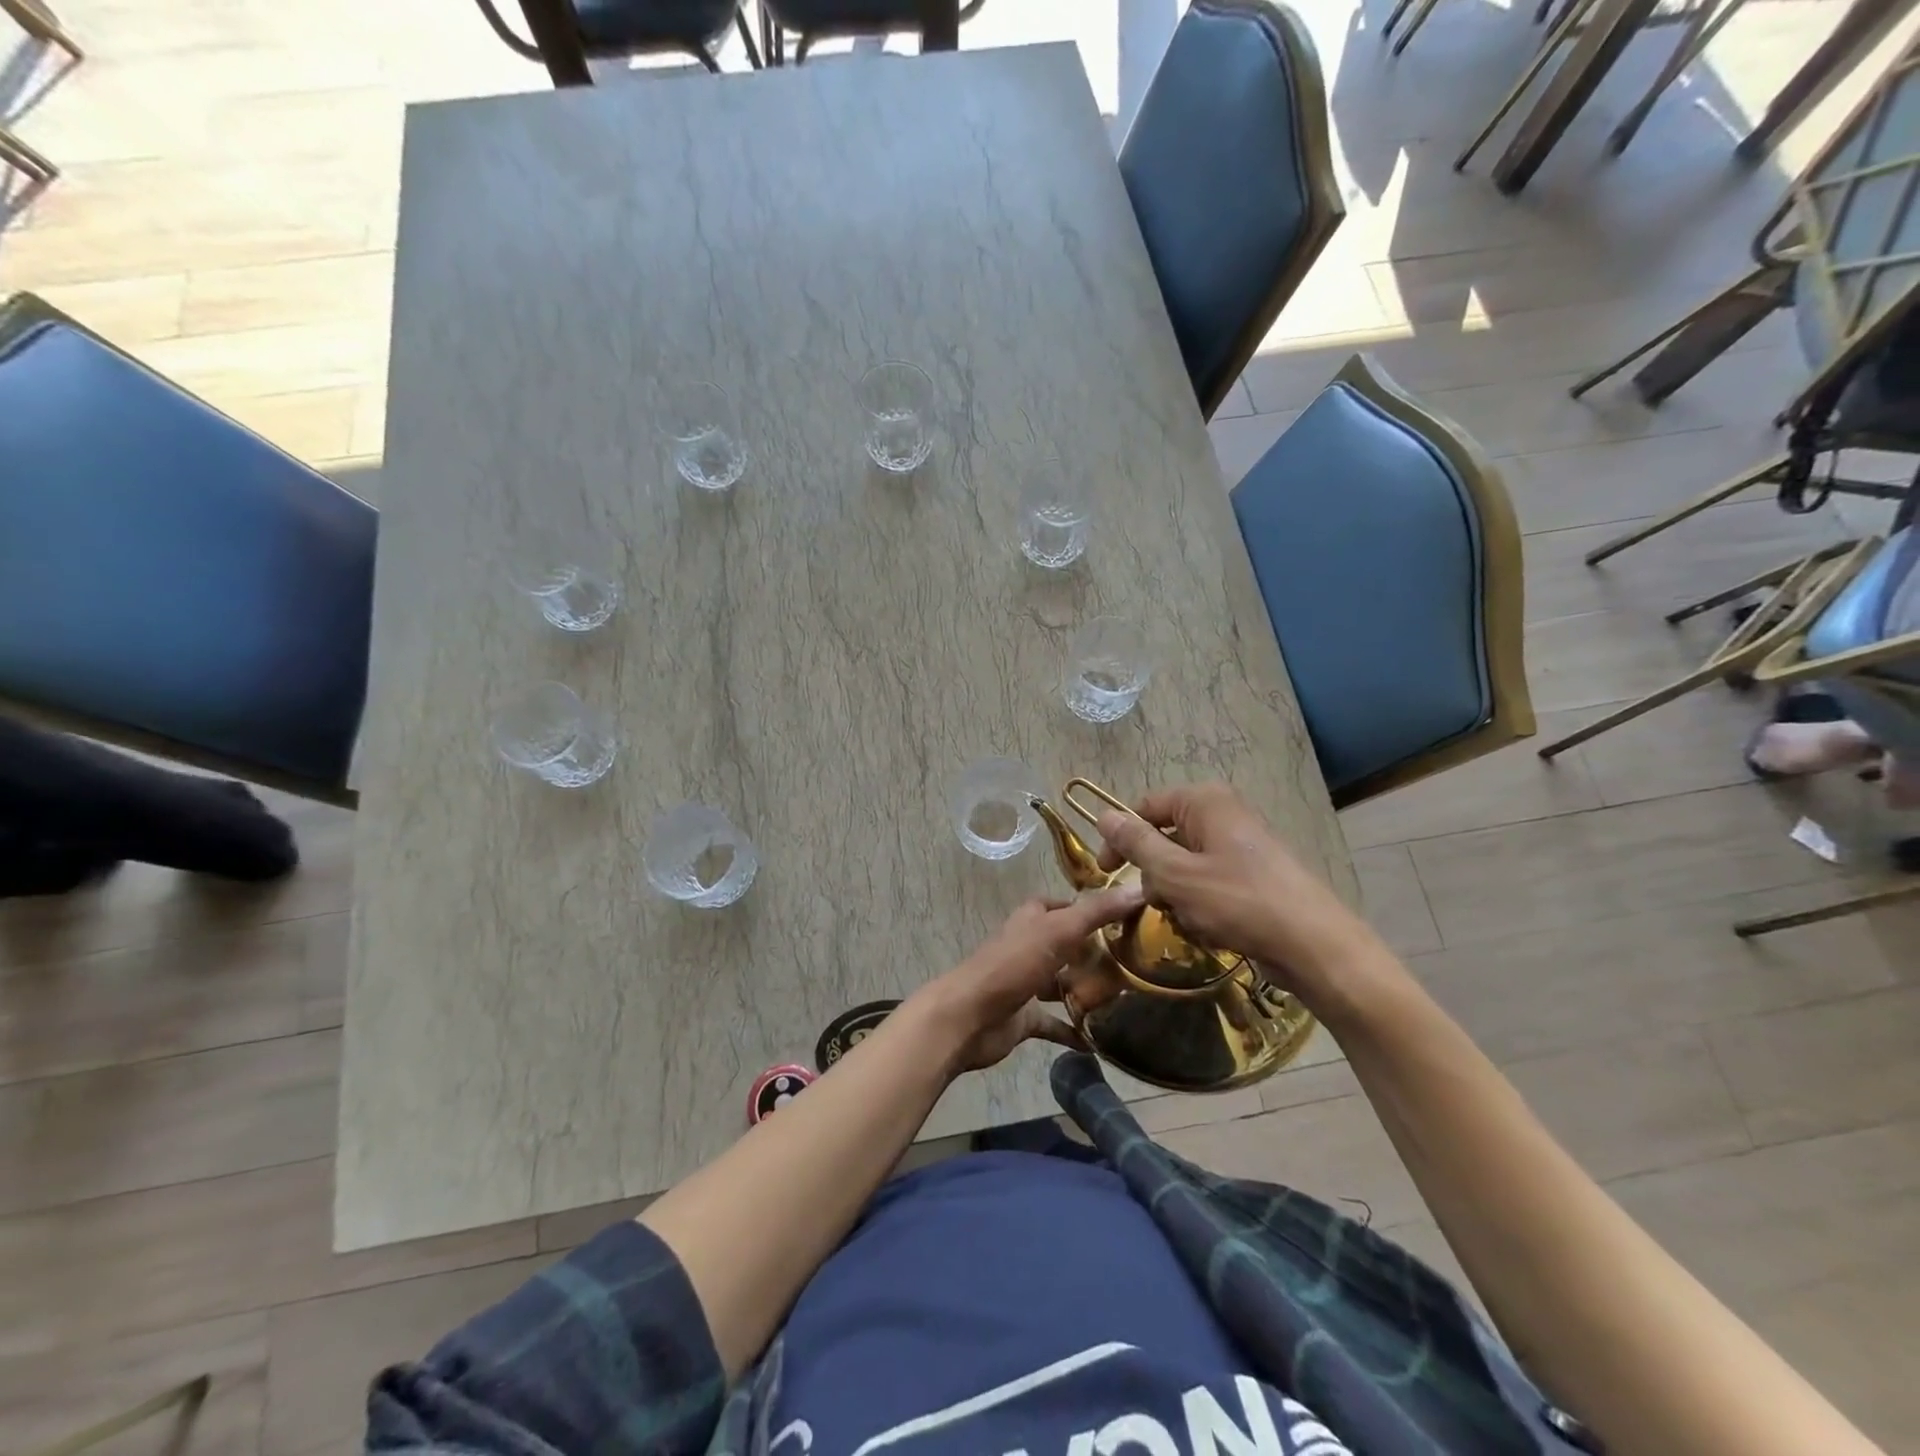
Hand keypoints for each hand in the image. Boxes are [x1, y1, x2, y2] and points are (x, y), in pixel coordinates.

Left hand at [912, 885, 1144, 1073]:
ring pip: (1060, 983)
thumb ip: (1097, 912)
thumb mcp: (1058, 930)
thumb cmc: (1012, 965)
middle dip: (1093, 952)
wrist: (968, 1017)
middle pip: (1065, 945)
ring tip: (1125, 999)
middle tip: (1133, 963)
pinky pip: (1054, 1023)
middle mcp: (1028, 947)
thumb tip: (1139, 888)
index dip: (1088, 908)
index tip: (1124, 917)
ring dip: (1085, 990)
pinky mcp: (1023, 1018)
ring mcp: (1024, 983)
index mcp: (1031, 920)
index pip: (1062, 906)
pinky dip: (1073, 1030)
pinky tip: (1099, 1042)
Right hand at [1094, 781, 1374, 996]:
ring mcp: (1239, 845)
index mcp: (1204, 801)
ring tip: (1190, 920)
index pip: (1144, 807)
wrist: (1313, 945)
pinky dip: (1200, 905)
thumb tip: (1102, 815)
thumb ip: (1136, 843)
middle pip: (1164, 837)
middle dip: (1154, 874)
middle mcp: (1222, 814)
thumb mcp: (1175, 873)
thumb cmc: (1238, 901)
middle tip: (1157, 903)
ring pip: (1184, 865)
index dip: (1120, 837)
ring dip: (1176, 895)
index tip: (1103, 872)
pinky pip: (1208, 883)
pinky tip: (1210, 929)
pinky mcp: (1251, 874)